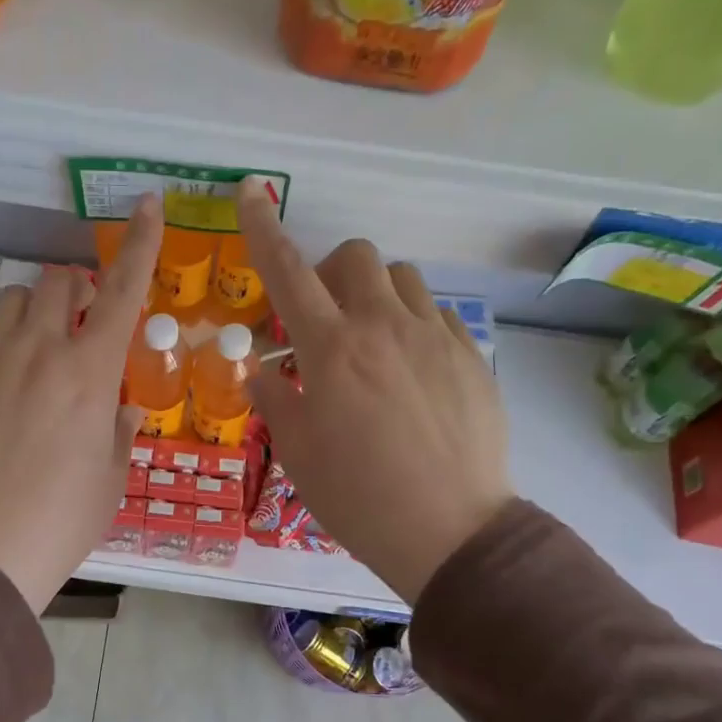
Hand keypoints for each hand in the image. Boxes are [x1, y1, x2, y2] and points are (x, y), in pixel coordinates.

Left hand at [0, 195, 162, 613]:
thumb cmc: (63, 519)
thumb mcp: (110, 477)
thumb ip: (118, 430)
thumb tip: (118, 410)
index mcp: (90, 372)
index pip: (122, 290)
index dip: (140, 243)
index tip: (146, 203)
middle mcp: (38, 352)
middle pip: (56, 280)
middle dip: (75, 287)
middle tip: (81, 321)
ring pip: (11, 301)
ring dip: (33, 311)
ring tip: (37, 352)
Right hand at [239, 178, 512, 602]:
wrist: (449, 531)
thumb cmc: (357, 497)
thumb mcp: (298, 452)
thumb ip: (275, 397)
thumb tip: (260, 369)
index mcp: (331, 349)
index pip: (287, 269)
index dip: (263, 226)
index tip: (252, 190)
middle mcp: (383, 327)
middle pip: (355, 256)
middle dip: (329, 271)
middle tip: (323, 318)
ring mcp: (434, 338)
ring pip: (402, 277)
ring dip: (375, 293)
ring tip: (370, 340)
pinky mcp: (470, 357)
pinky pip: (436, 314)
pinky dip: (413, 323)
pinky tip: (411, 366)